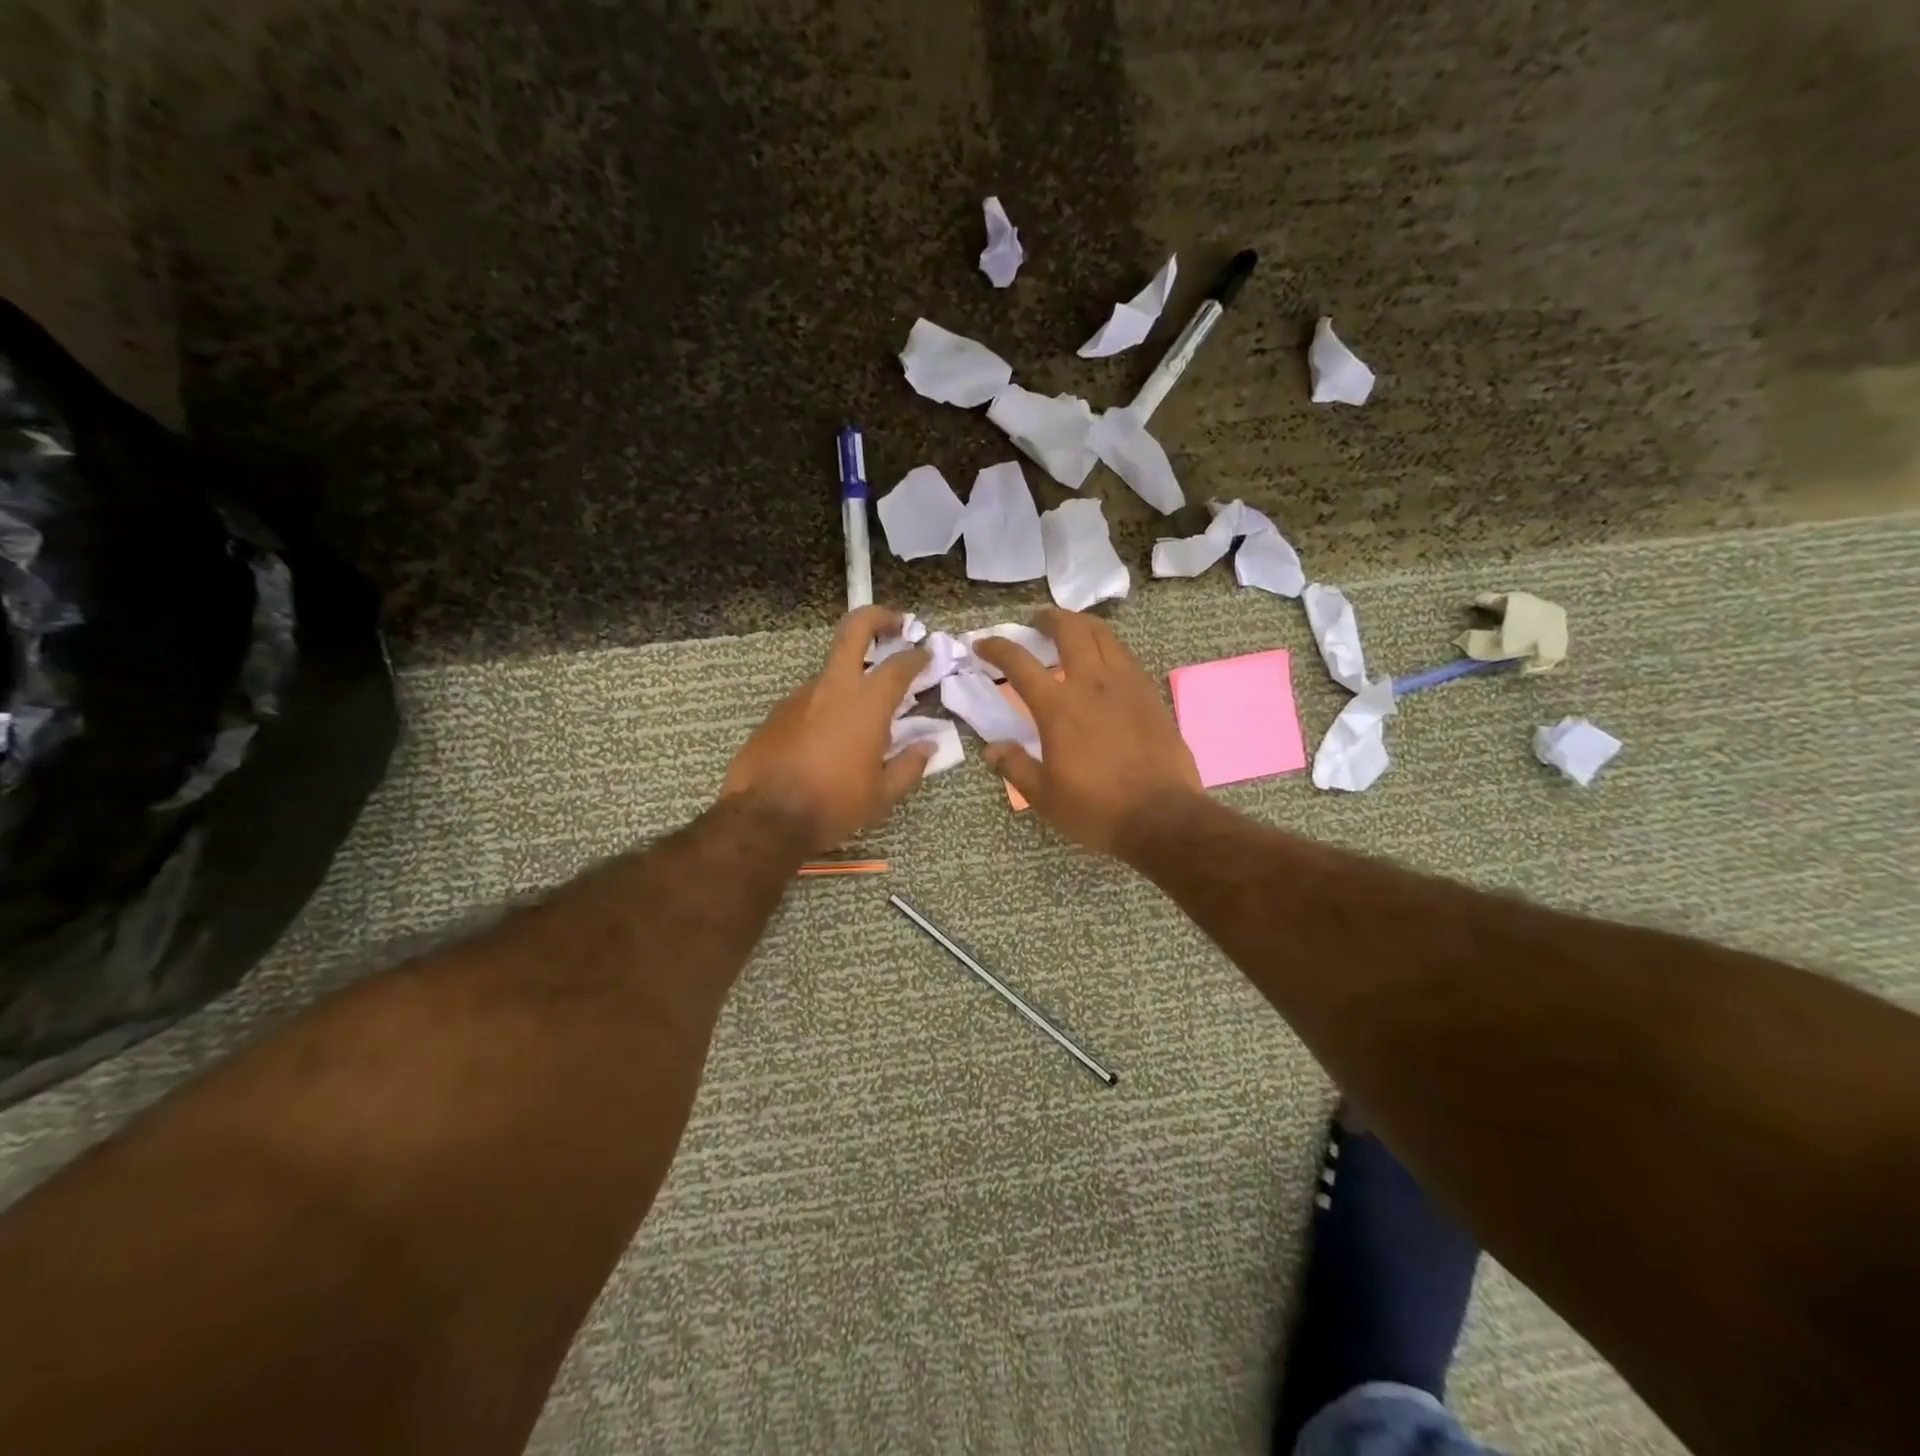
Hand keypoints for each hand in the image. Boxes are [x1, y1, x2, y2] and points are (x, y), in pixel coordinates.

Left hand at [721, 606, 934, 852]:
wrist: (765, 818)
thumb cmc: (834, 804)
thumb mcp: (882, 794)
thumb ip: (910, 766)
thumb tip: (928, 747)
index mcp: (867, 704)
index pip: (900, 665)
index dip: (917, 655)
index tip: (925, 654)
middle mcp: (834, 688)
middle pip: (854, 629)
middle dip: (877, 617)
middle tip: (894, 624)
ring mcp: (800, 696)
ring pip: (831, 673)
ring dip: (850, 680)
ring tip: (860, 717)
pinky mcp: (777, 713)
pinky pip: (810, 701)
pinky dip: (825, 709)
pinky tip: (827, 740)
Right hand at [973, 609, 1202, 856]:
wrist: (1163, 817)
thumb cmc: (1097, 809)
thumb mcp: (1045, 796)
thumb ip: (1016, 767)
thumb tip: (992, 750)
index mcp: (1059, 707)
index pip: (1020, 664)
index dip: (997, 648)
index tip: (983, 645)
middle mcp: (1093, 684)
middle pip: (1070, 630)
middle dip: (1049, 618)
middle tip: (1037, 623)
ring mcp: (1127, 685)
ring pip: (1104, 635)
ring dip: (1081, 625)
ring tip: (1071, 632)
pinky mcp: (1150, 694)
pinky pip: (1125, 656)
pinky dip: (1107, 647)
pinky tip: (1103, 662)